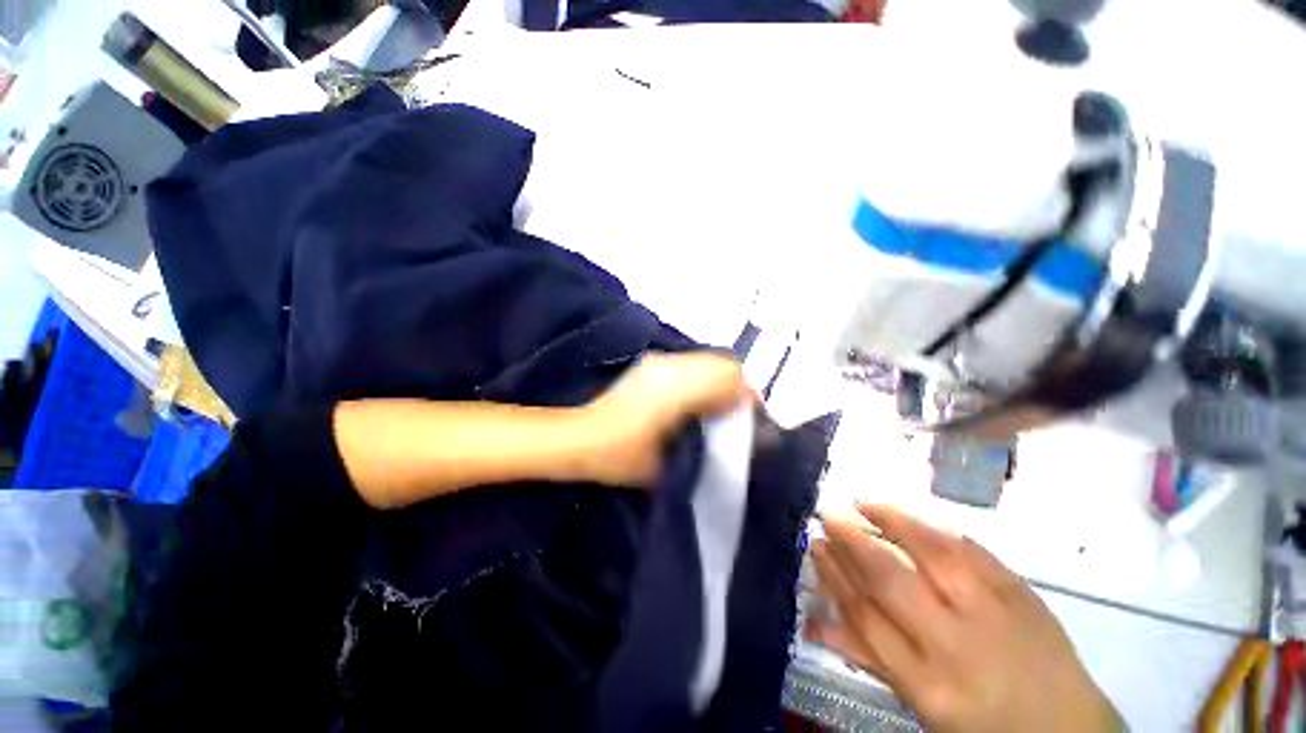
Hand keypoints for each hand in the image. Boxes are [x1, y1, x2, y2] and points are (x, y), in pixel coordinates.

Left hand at [580, 351, 752, 486]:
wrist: (580, 436)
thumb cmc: (620, 455)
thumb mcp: (665, 464)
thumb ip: (700, 447)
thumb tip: (724, 436)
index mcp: (678, 391)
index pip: (728, 378)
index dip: (747, 394)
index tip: (753, 413)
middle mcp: (671, 369)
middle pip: (722, 363)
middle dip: (737, 384)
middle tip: (737, 410)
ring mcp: (658, 363)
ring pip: (705, 360)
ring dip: (719, 378)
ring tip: (718, 404)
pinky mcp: (649, 365)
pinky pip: (688, 363)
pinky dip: (701, 376)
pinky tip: (694, 398)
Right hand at [808, 505, 1119, 732]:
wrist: (1067, 729)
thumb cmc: (981, 723)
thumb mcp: (921, 705)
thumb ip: (866, 658)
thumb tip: (812, 620)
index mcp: (926, 682)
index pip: (864, 615)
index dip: (834, 574)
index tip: (817, 547)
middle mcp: (954, 644)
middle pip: (889, 580)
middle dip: (851, 540)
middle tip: (828, 515)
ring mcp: (992, 613)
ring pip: (929, 553)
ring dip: (888, 520)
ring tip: (860, 502)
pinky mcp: (1020, 591)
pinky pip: (968, 549)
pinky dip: (931, 526)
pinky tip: (908, 513)